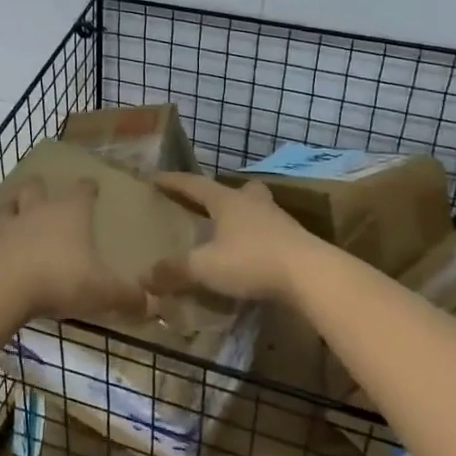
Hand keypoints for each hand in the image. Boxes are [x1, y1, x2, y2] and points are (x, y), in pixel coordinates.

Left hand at [0, 177, 149, 320]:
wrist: (5, 287)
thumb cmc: (61, 278)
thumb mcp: (102, 291)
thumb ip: (127, 297)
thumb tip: (152, 304)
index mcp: (71, 213)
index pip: (82, 190)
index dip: (88, 187)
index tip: (91, 184)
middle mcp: (40, 211)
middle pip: (37, 188)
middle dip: (41, 187)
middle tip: (44, 190)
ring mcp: (11, 226)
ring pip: (11, 205)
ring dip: (14, 205)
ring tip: (16, 208)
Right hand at [148, 172, 323, 302]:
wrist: (311, 274)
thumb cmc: (252, 260)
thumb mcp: (206, 267)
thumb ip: (175, 271)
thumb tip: (144, 276)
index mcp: (227, 201)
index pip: (193, 184)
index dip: (173, 182)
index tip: (154, 178)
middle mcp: (253, 203)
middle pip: (237, 190)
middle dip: (221, 195)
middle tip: (209, 204)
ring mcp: (279, 221)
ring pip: (258, 210)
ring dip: (243, 217)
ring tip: (231, 234)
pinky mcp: (296, 242)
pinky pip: (271, 234)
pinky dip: (259, 240)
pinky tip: (253, 257)